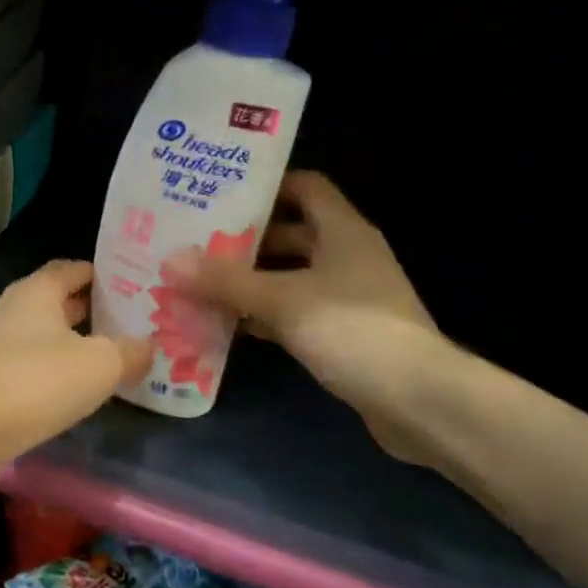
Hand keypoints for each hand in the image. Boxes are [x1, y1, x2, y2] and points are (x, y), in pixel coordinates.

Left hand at [0, 260, 151, 482]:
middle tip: (128, 326)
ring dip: (68, 347)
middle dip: (89, 313)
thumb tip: (147, 346)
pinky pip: (23, 371)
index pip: (69, 269)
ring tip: (106, 363)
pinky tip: (69, 397)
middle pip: (54, 304)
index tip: (130, 286)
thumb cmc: (34, 383)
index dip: (99, 274)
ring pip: (38, 339)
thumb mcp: (99, 365)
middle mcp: (8, 312)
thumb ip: (129, 352)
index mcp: (34, 293)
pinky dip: (47, 377)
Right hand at [167, 172, 450, 468]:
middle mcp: (347, 256)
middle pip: (291, 232)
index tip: (220, 194)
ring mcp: (348, 297)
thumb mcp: (282, 300)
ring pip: (290, 276)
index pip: (305, 187)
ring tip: (199, 281)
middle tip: (195, 241)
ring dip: (251, 280)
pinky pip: (295, 313)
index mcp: (342, 231)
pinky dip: (264, 315)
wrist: (418, 402)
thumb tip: (170, 261)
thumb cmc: (352, 330)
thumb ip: (226, 280)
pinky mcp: (344, 334)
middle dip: (245, 238)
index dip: (266, 185)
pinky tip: (227, 325)